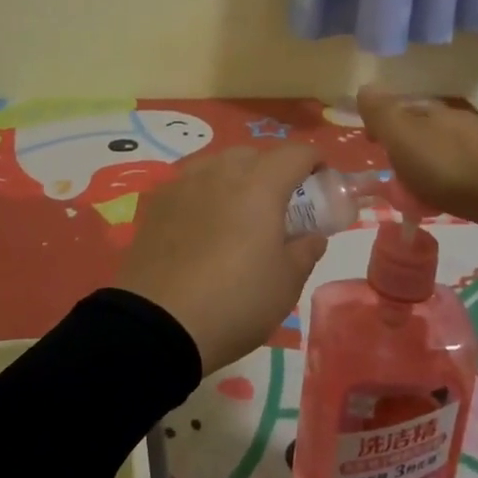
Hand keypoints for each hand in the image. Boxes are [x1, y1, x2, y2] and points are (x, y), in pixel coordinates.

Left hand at [114, 143, 327, 375]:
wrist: (158, 324)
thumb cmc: (235, 301)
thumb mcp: (286, 284)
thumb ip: (305, 251)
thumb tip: (312, 236)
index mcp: (260, 184)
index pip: (296, 153)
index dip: (314, 163)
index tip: (321, 183)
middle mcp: (221, 171)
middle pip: (254, 155)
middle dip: (273, 171)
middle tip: (280, 207)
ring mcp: (184, 182)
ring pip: (218, 164)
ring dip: (236, 179)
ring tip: (238, 214)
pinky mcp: (156, 201)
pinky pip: (190, 183)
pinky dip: (205, 194)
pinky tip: (202, 225)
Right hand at [356, 85, 477, 231]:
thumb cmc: (449, 166)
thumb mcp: (404, 138)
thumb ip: (382, 114)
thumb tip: (364, 86)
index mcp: (430, 112)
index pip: (399, 110)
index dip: (382, 125)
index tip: (373, 145)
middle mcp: (456, 120)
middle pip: (423, 129)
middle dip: (407, 146)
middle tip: (395, 174)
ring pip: (445, 148)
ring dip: (430, 164)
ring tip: (421, 192)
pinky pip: (465, 169)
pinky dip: (452, 179)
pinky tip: (451, 196)